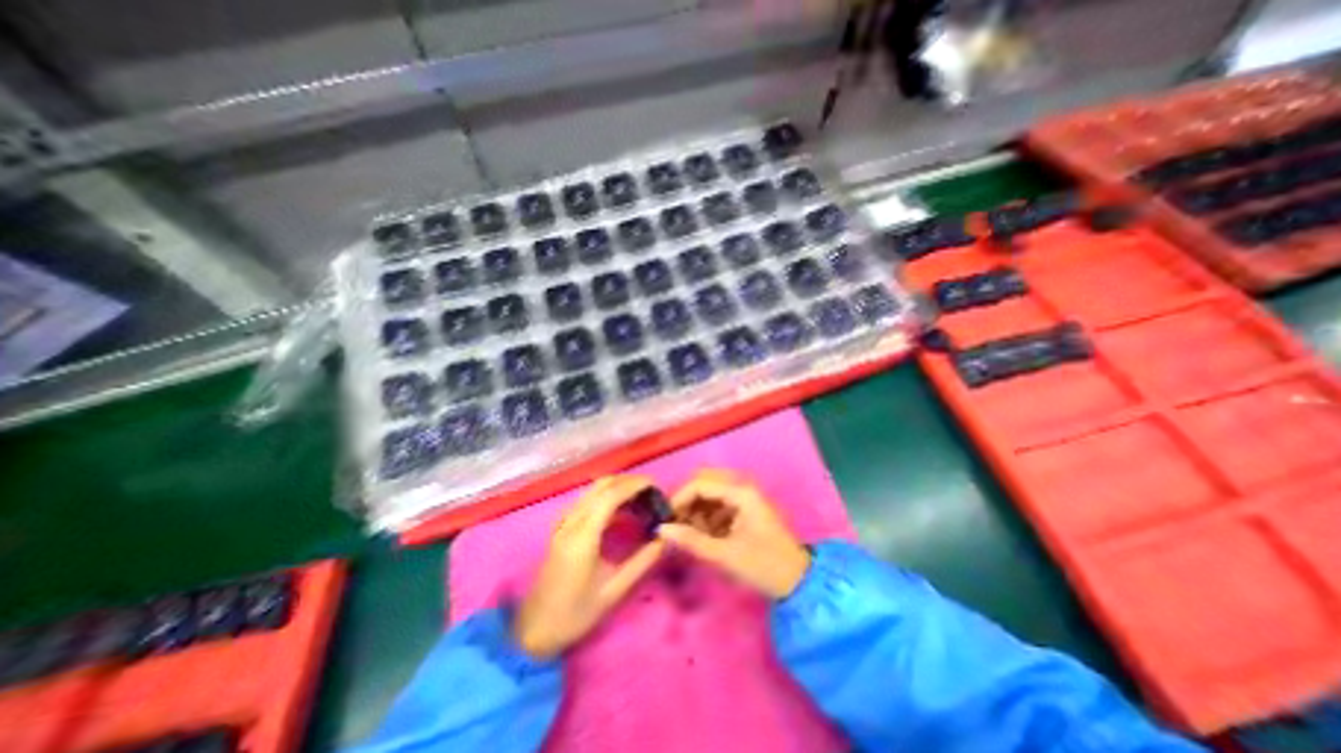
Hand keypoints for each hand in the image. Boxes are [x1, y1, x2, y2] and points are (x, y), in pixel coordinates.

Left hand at [515, 476, 664, 656]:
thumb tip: (663, 538)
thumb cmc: (575, 614)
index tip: (655, 485)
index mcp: (583, 537)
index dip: (634, 485)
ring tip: (639, 498)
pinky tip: (618, 509)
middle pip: (601, 485)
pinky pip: (585, 499)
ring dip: (616, 486)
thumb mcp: (613, 592)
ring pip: (592, 489)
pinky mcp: (560, 527)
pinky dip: (605, 495)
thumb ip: (641, 562)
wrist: (533, 629)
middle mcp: (571, 522)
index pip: (610, 495)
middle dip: (628, 481)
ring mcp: (563, 522)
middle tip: (650, 491)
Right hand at [658, 471, 810, 599]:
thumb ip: (692, 540)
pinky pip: (719, 502)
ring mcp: (745, 496)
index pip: (700, 483)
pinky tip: (703, 535)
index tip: (665, 519)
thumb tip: (662, 529)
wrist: (799, 582)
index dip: (679, 498)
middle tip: (675, 523)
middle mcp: (743, 486)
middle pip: (705, 481)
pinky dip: (707, 515)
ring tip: (688, 533)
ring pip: (711, 491)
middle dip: (687, 500)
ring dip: (696, 508)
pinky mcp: (746, 507)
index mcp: (741, 492)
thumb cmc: (764, 566)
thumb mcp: (725, 555)